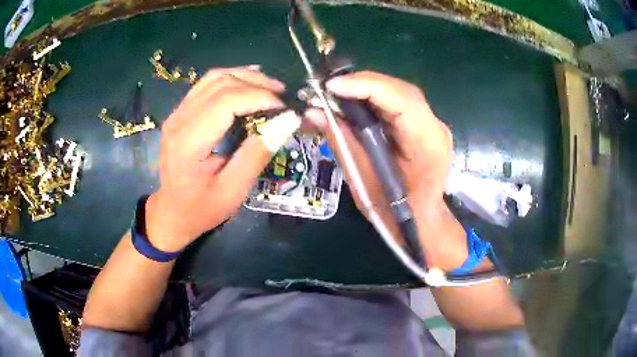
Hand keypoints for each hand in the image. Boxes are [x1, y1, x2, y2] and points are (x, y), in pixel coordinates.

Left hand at [145, 66, 296, 252]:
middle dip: (256, 84)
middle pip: (220, 84)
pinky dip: (232, 78)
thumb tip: (288, 120)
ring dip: (245, 77)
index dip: (259, 97)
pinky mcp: (181, 113)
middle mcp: (178, 121)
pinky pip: (207, 84)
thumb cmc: (202, 208)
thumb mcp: (234, 190)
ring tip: (271, 88)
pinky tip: (249, 81)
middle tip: (283, 96)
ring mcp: (177, 113)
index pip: (225, 102)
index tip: (285, 107)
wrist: (173, 211)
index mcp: (188, 142)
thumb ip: (258, 153)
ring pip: (214, 78)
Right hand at [305, 71, 464, 269]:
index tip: (331, 87)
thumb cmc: (395, 213)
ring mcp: (431, 125)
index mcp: (428, 143)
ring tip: (334, 95)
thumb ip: (343, 143)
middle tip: (327, 89)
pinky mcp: (422, 126)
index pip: (402, 99)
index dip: (365, 86)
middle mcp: (435, 127)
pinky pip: (396, 104)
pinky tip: (352, 104)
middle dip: (361, 85)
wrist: (421, 223)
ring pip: (397, 93)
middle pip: (399, 91)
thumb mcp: (364, 182)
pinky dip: (372, 101)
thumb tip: (314, 112)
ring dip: (364, 90)